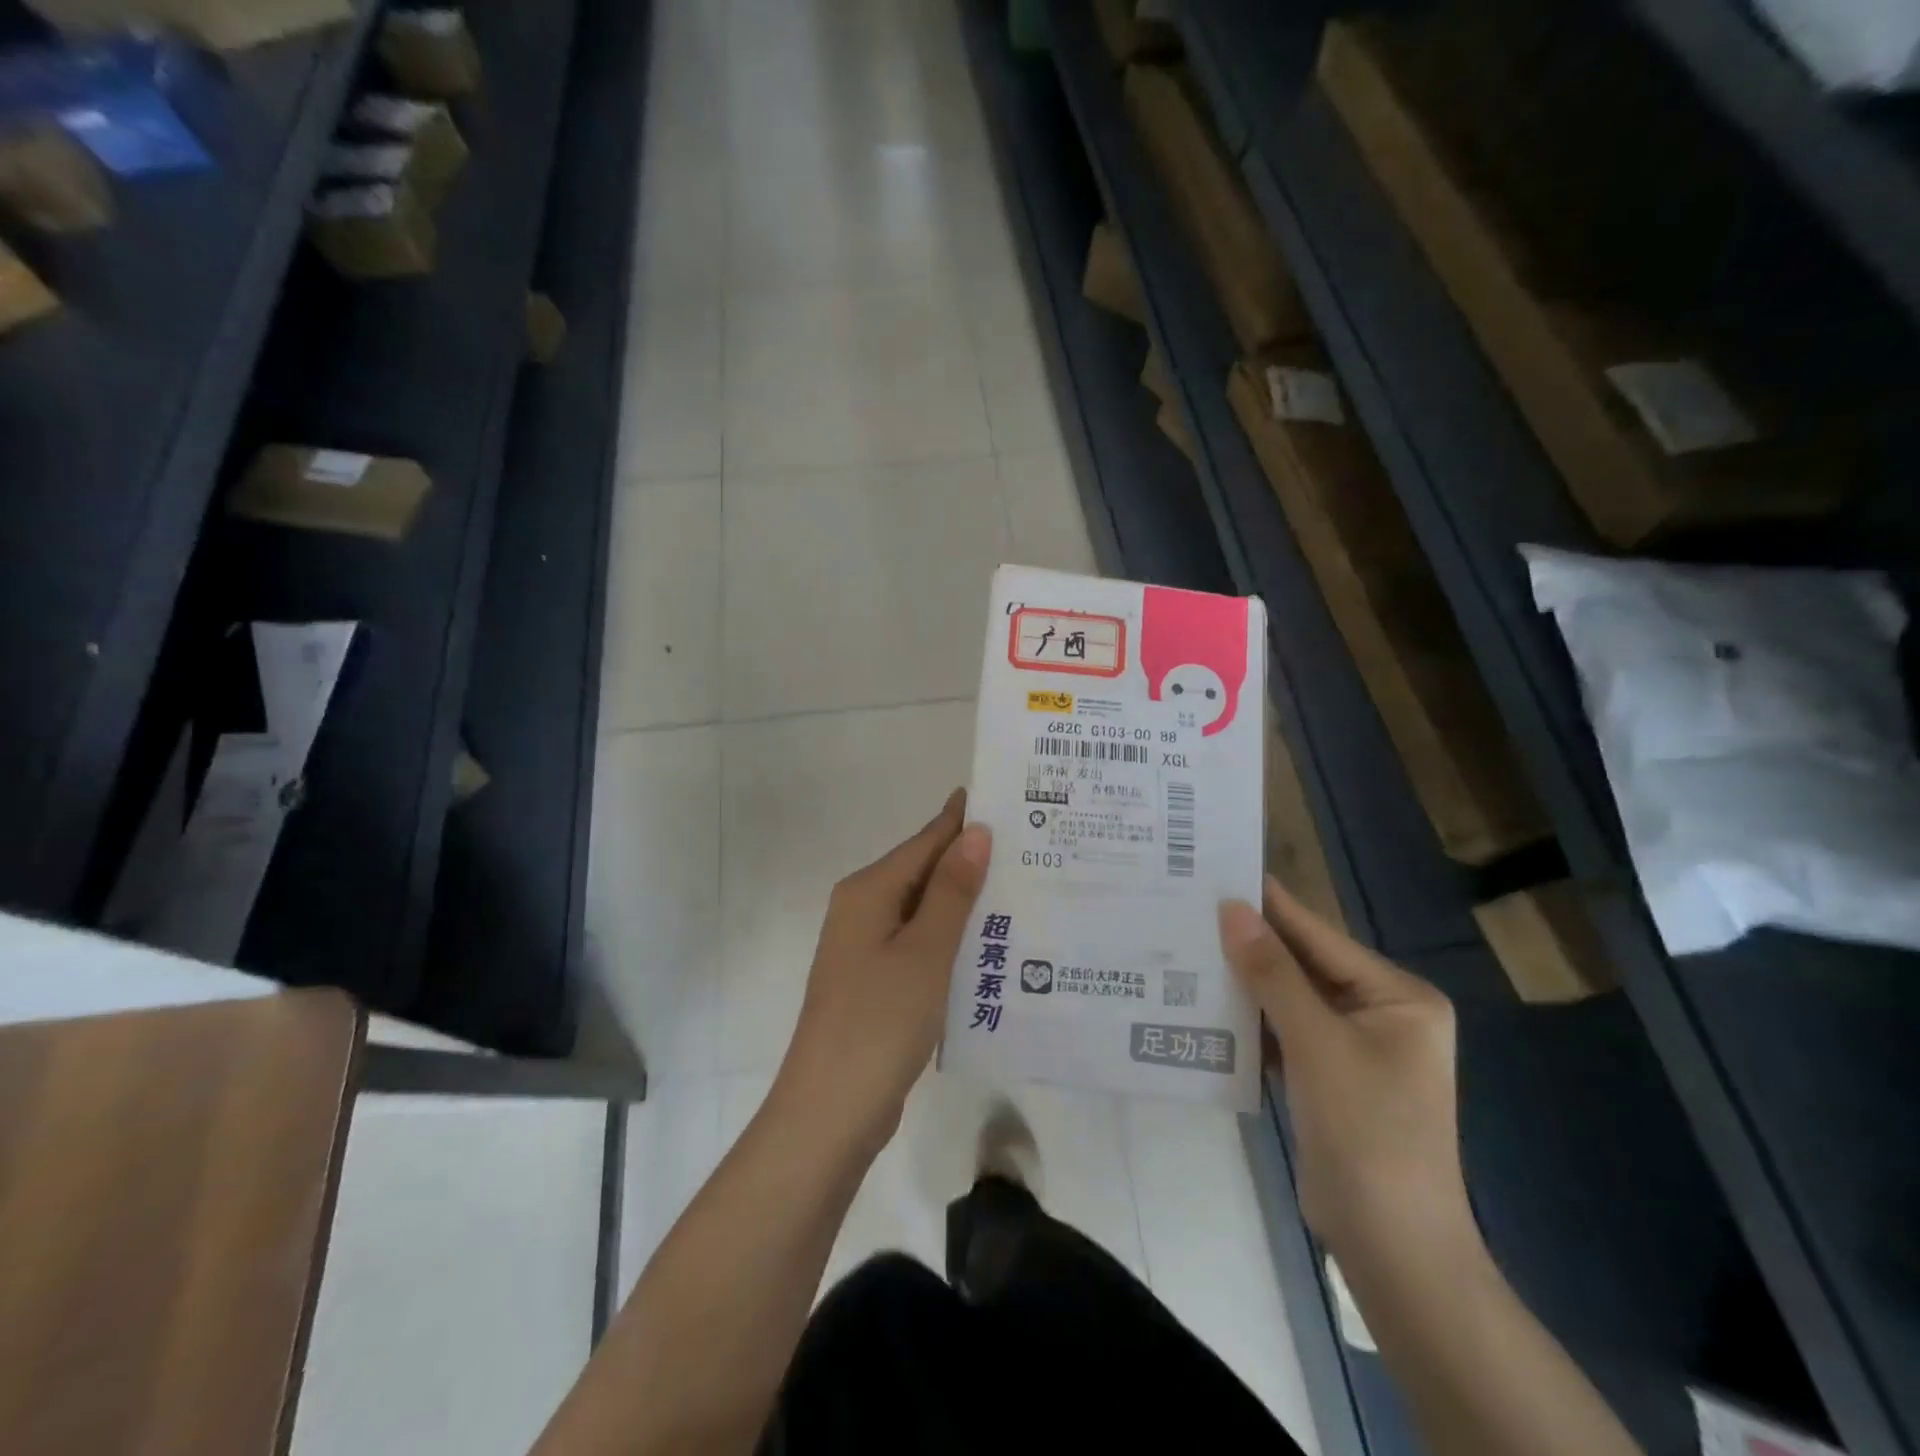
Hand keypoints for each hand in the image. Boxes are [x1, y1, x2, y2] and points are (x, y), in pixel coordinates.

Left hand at [775, 789, 991, 1151]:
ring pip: (924, 911)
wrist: (830, 1111)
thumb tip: (975, 832)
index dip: (963, 820)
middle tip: (1031, 846)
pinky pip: (920, 944)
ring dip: (965, 902)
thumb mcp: (925, 951)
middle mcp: (863, 910)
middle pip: (924, 872)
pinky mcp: (876, 982)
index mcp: (868, 891)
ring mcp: (867, 948)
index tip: (1007, 800)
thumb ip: (951, 891)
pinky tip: (989, 944)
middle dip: (971, 860)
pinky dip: (952, 938)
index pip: (925, 841)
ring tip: (1023, 888)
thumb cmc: (879, 1021)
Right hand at [1220, 877, 1472, 1262]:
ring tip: (1187, 946)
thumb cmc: (1367, 1132)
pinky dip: (1250, 1020)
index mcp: (1398, 996)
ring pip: (1288, 998)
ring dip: (1244, 981)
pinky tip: (1204, 1002)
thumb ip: (1273, 973)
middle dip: (1250, 944)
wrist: (1392, 1246)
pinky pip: (1283, 1031)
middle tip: (1191, 908)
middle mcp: (1380, 1013)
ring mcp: (1354, 1047)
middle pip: (1303, 965)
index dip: (1270, 906)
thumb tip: (1232, 909)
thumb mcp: (1318, 1044)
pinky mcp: (1328, 1076)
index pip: (1320, 936)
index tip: (1219, 871)